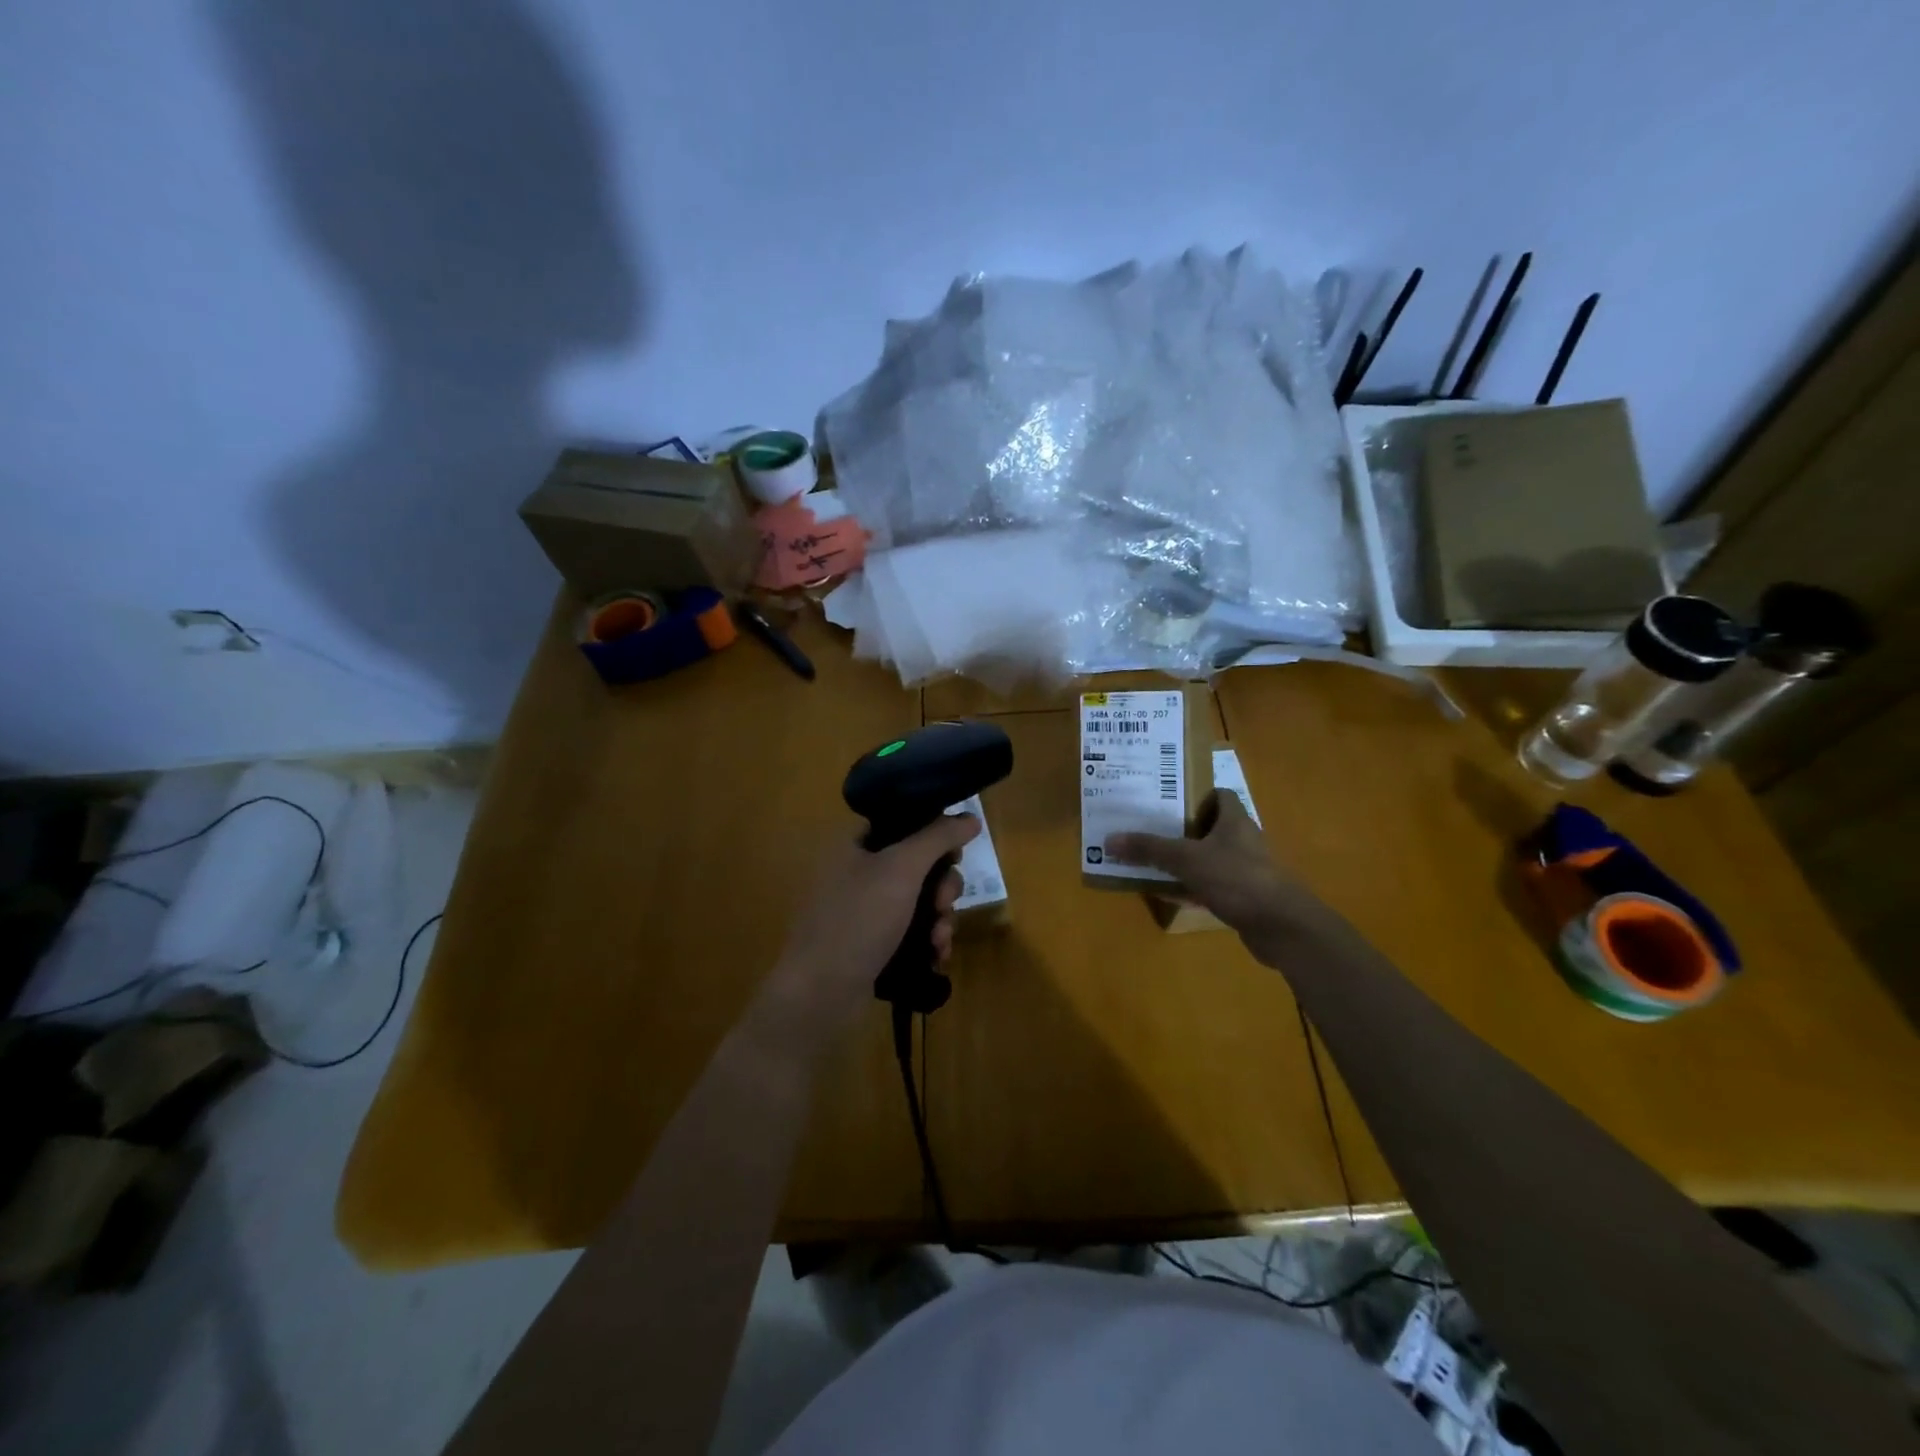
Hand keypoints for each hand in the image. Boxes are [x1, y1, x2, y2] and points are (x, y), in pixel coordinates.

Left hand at [767, 814, 980, 1030]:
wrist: (820, 994)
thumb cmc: (858, 919)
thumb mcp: (901, 868)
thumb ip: (938, 837)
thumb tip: (970, 817)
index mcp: (855, 844)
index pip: (903, 822)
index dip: (934, 833)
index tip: (955, 853)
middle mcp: (858, 871)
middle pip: (918, 864)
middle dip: (942, 886)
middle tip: (944, 903)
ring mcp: (865, 910)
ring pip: (920, 901)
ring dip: (940, 918)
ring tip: (939, 940)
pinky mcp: (872, 943)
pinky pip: (911, 930)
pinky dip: (928, 940)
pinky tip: (936, 956)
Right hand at [1106, 790, 1315, 939]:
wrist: (1283, 928)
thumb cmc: (1237, 879)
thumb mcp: (1187, 859)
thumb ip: (1149, 849)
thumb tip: (1109, 839)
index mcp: (1235, 820)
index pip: (1218, 795)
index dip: (1194, 794)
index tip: (1165, 798)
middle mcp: (1243, 841)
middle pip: (1209, 827)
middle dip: (1180, 828)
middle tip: (1147, 828)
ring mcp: (1245, 871)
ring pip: (1208, 859)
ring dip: (1184, 861)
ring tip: (1150, 859)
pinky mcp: (1244, 899)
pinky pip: (1211, 887)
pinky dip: (1191, 888)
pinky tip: (1168, 894)